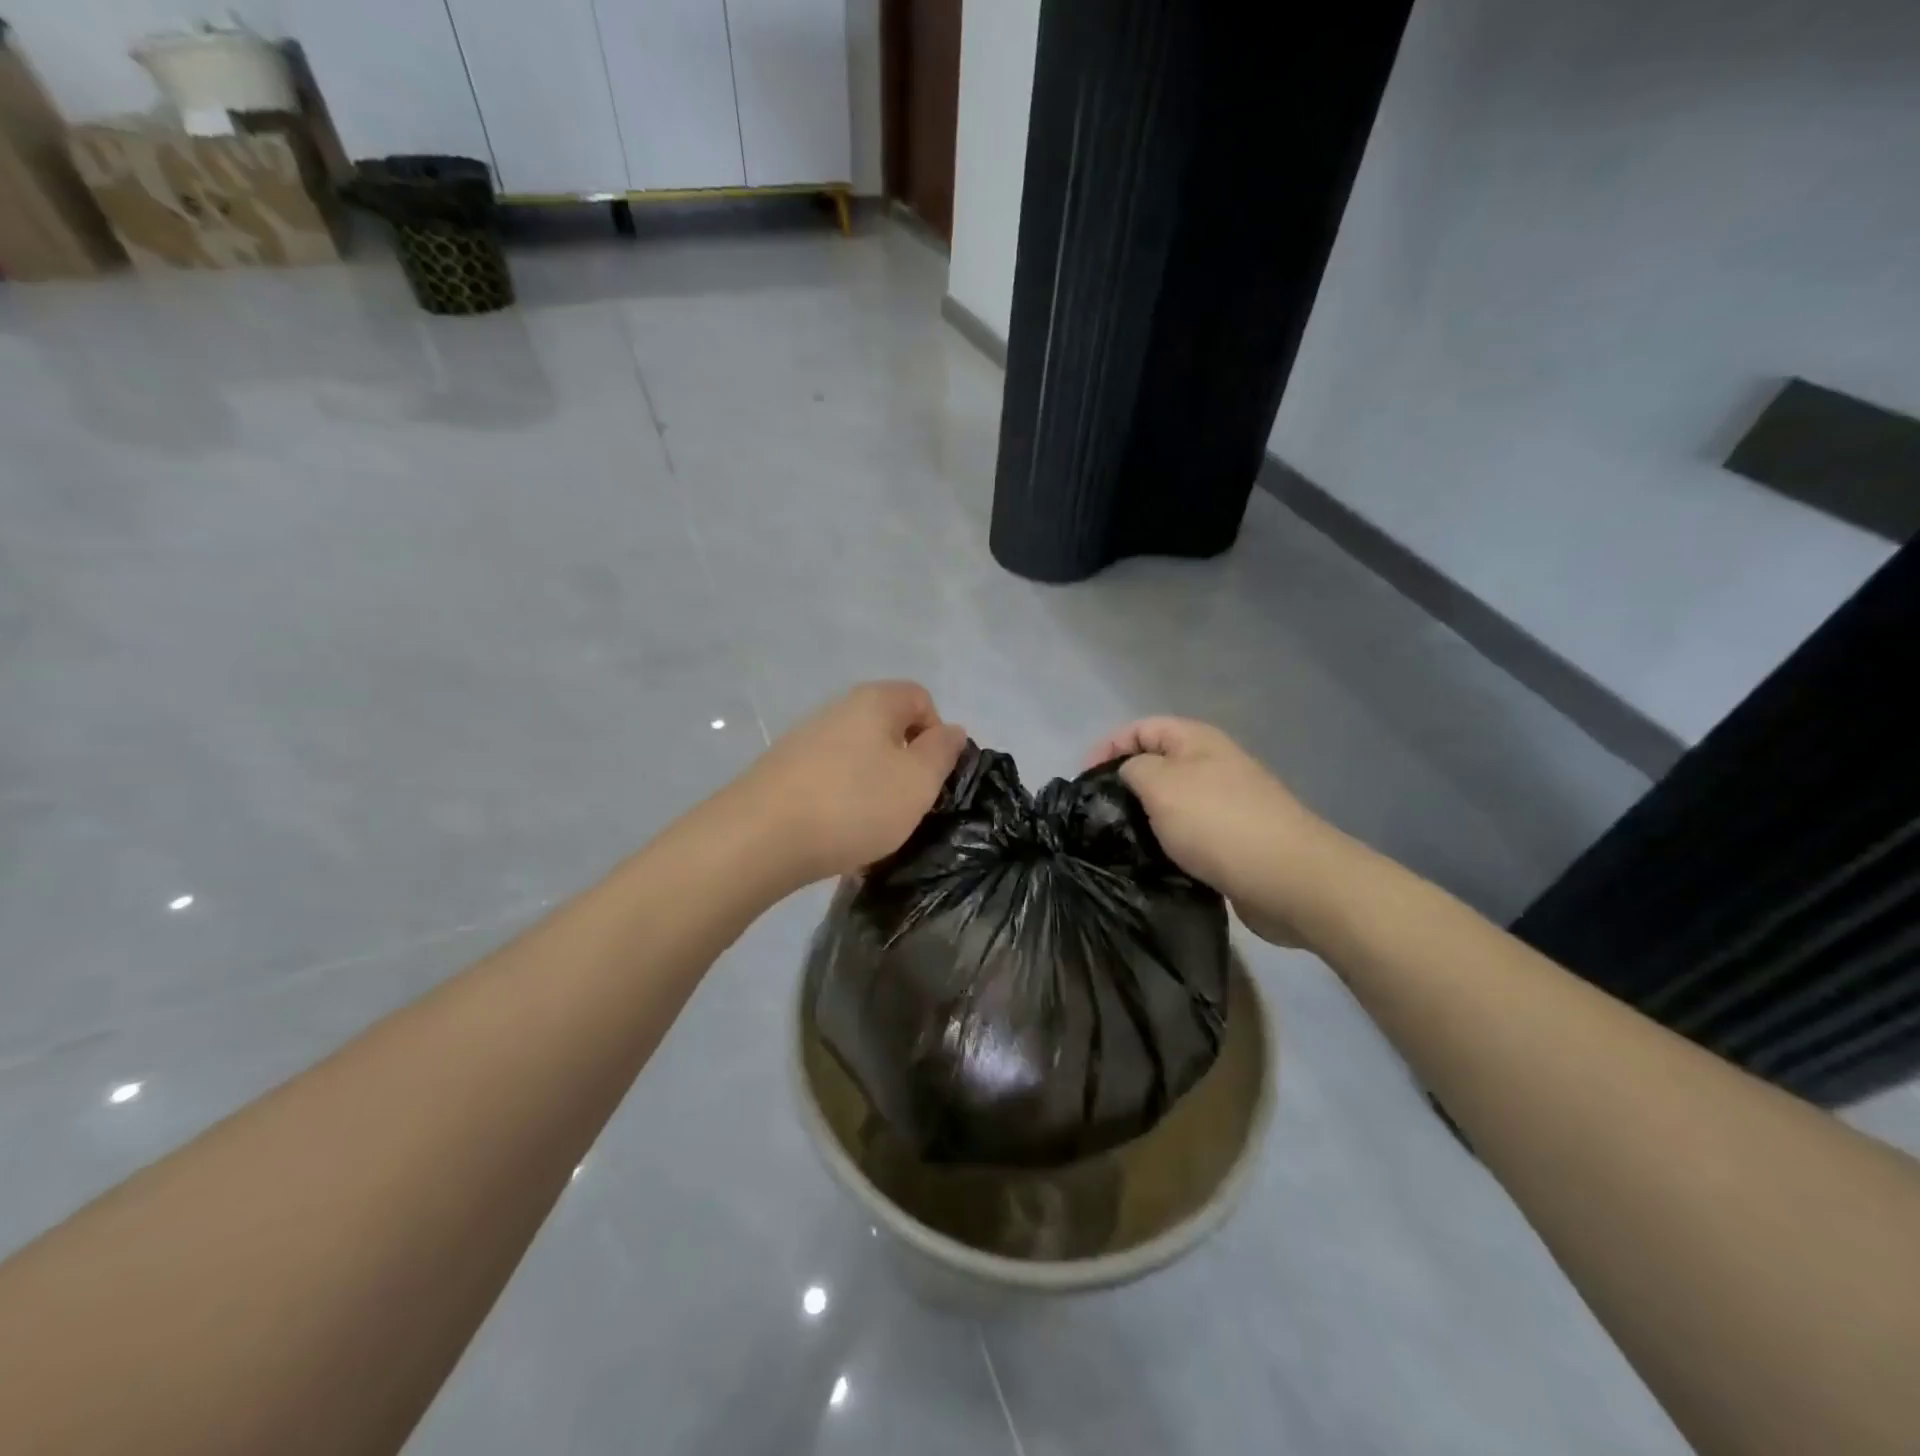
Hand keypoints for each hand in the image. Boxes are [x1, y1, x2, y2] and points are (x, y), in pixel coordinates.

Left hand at [741, 682, 966, 886]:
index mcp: (875, 701)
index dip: (937, 734)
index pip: (921, 698)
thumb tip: (951, 730)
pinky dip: (842, 798)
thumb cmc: (854, 803)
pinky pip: (829, 776)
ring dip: (874, 784)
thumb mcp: (918, 781)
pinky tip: (837, 830)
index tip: (933, 776)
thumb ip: (942, 752)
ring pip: (859, 754)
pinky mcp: (783, 769)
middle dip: (905, 763)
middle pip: (888, 726)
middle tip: (907, 804)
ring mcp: (806, 738)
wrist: (760, 837)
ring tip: (872, 823)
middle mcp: (838, 709)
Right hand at [1087, 718, 1334, 945]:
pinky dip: (1166, 843)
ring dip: (1143, 818)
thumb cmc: (1217, 822)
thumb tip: (1129, 775)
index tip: (1082, 781)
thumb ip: (1133, 769)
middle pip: (1156, 764)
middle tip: (1096, 815)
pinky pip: (1187, 833)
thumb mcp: (1160, 784)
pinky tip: (1150, 862)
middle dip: (1123, 784)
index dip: (1107, 746)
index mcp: (1197, 741)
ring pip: (1171, 802)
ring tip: (1117, 841)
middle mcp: (1213, 764)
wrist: (1288, 878)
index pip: (1141, 728)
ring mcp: (1226, 803)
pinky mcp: (1232, 840)